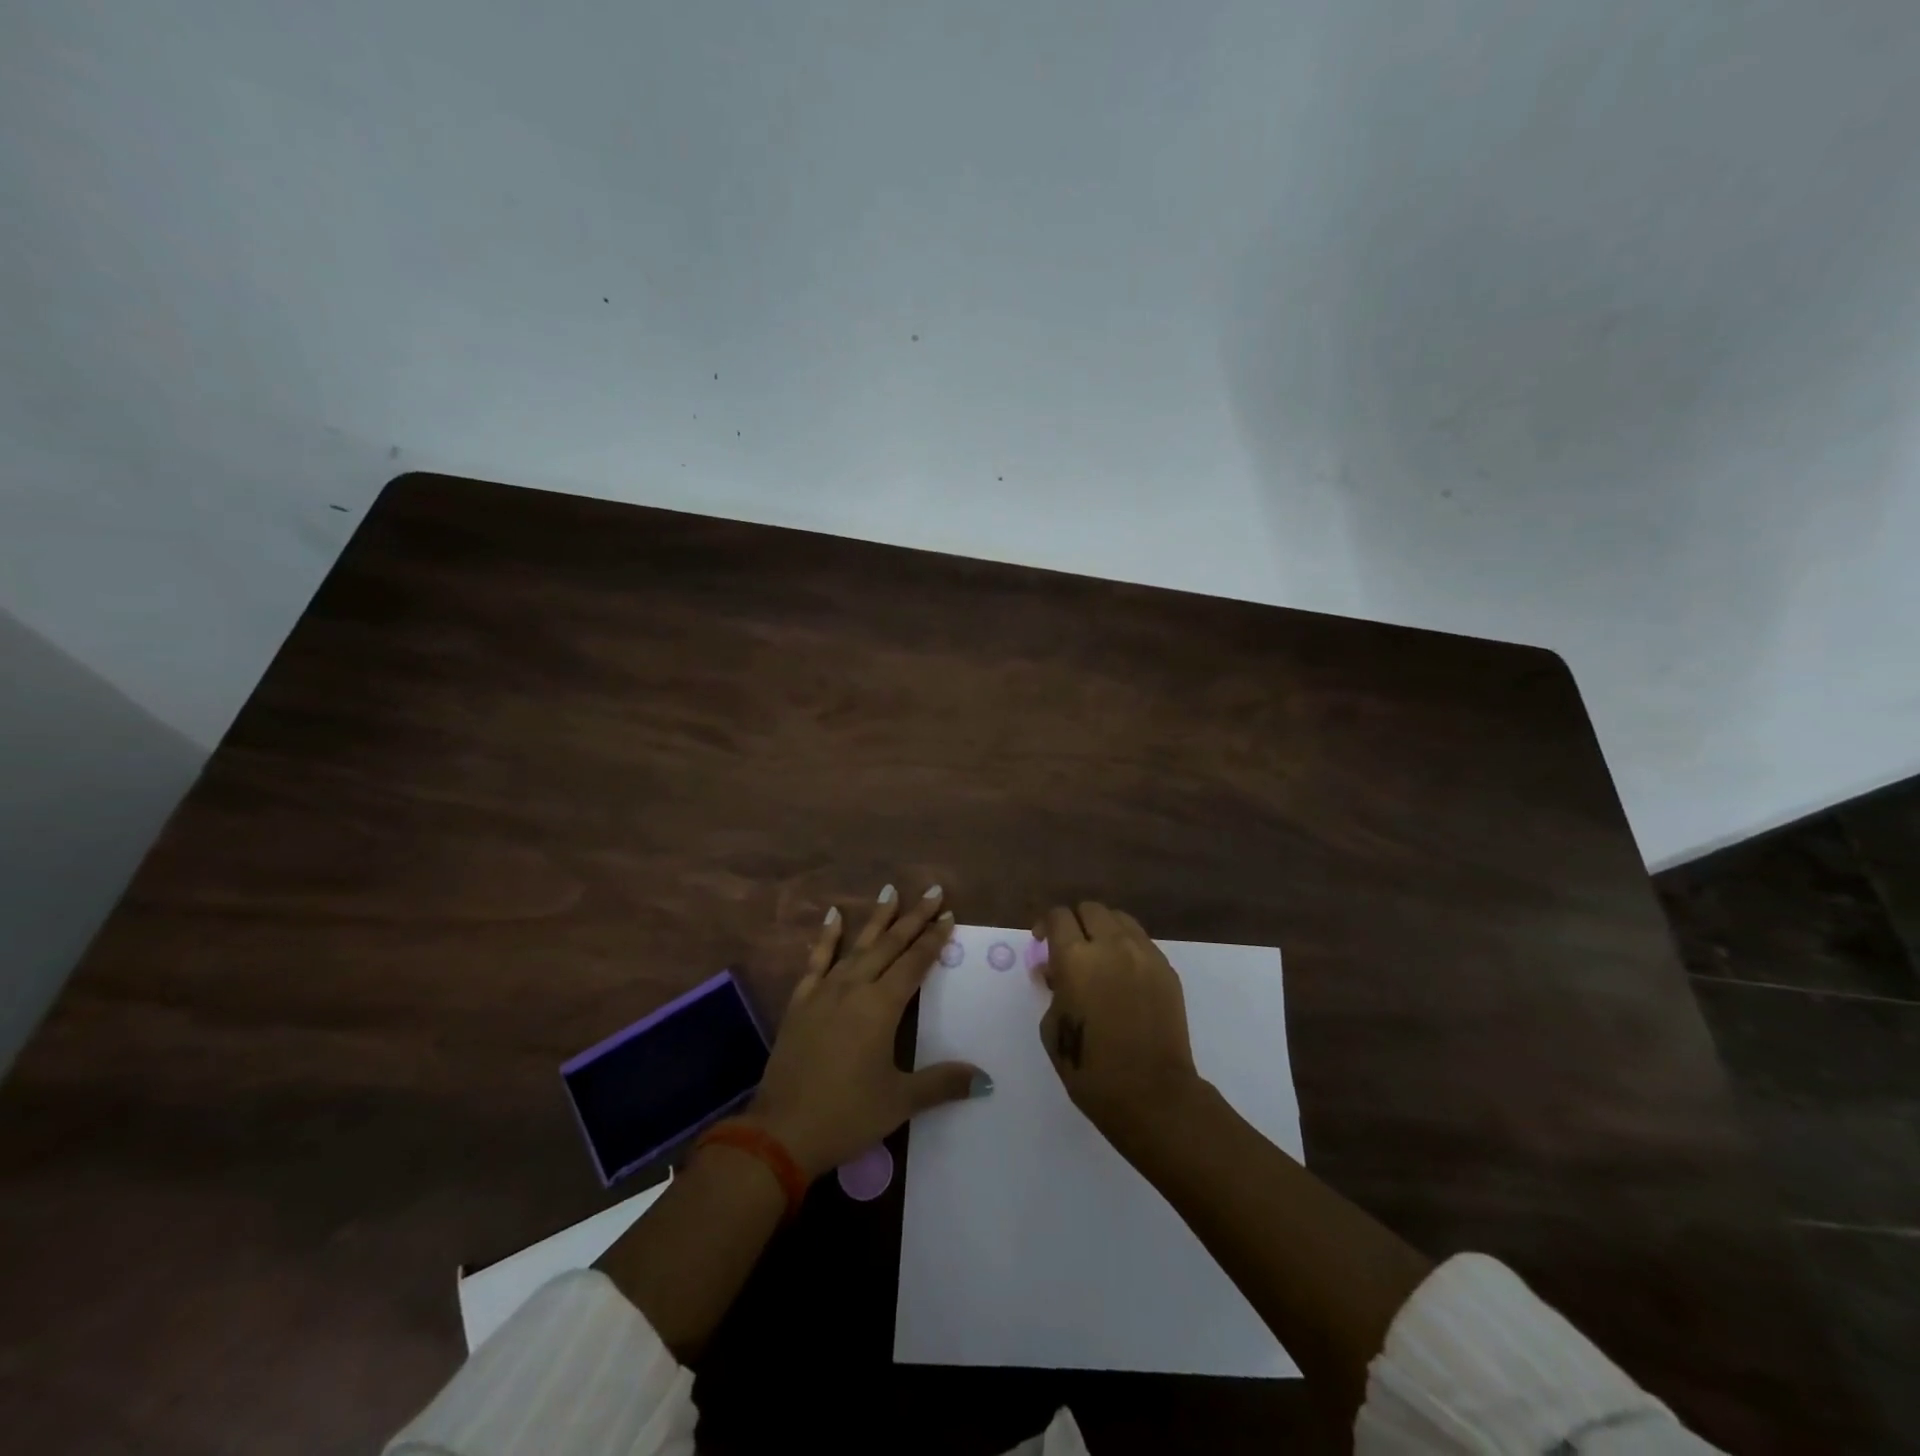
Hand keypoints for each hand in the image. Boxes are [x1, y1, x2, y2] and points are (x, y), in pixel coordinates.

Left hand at [744, 883, 987, 1178]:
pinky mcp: (800, 1002)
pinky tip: (833, 916)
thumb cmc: (847, 1115)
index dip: (933, 939)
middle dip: (913, 918)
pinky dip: (827, 937)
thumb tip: (986, 1080)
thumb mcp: (900, 1101)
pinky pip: (817, 961)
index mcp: (881, 1007)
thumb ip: (943, 1083)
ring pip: (856, 946)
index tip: (948, 915)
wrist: (781, 1131)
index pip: (914, 963)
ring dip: (876, 919)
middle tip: (931, 891)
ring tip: (890, 891)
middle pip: (889, 945)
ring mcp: (824, 992)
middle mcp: (854, 988)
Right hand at [1036, 902, 1202, 1143]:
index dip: (1047, 925)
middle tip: (1070, 948)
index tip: (1043, 943)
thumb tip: (1054, 971)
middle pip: (1090, 909)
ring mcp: (1143, 954)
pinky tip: (1122, 975)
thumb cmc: (1090, 1069)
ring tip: (1099, 956)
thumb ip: (1052, 989)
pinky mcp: (1166, 969)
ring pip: (1119, 919)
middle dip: (1076, 923)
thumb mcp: (1053, 1028)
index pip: (1058, 916)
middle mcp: (1110, 945)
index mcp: (1075, 958)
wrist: (1152, 1094)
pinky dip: (1127, 947)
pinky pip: (1141, 941)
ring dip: (1103, 929)